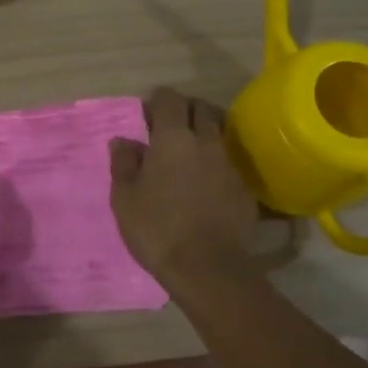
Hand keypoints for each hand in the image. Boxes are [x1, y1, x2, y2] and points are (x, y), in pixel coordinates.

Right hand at [110, 88, 258, 286]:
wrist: (207, 267)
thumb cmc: (157, 229)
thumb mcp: (124, 198)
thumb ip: (123, 164)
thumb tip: (123, 141)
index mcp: (172, 138)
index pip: (169, 100)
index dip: (157, 101)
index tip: (147, 114)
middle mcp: (205, 141)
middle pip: (201, 108)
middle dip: (186, 109)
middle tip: (170, 126)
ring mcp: (229, 163)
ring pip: (219, 133)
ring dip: (204, 132)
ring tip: (190, 150)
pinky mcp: (244, 187)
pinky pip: (229, 161)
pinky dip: (216, 161)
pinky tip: (206, 181)